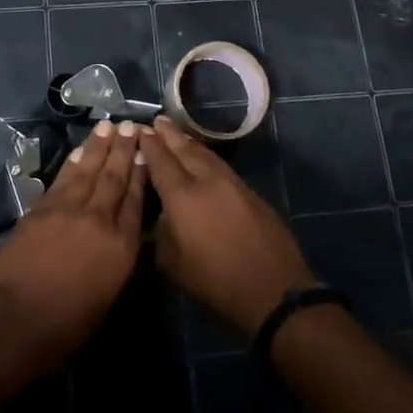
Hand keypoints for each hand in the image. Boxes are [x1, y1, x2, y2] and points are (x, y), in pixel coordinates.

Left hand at [0, 119, 145, 369]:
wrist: (21, 317)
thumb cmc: (70, 321)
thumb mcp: (110, 293)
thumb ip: (120, 257)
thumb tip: (125, 234)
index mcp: (122, 245)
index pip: (136, 199)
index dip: (141, 172)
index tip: (146, 150)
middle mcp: (99, 219)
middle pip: (115, 177)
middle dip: (124, 149)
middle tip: (130, 125)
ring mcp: (69, 209)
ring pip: (88, 170)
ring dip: (99, 146)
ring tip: (108, 126)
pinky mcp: (43, 208)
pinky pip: (63, 178)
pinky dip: (73, 162)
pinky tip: (80, 152)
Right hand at [139, 116, 317, 338]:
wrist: (274, 292)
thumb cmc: (216, 284)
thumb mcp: (174, 266)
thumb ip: (160, 235)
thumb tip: (157, 217)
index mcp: (183, 197)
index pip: (160, 161)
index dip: (148, 144)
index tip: (138, 130)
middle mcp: (207, 180)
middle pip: (184, 149)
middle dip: (168, 134)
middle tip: (156, 120)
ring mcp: (232, 184)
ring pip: (206, 154)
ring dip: (188, 141)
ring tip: (176, 133)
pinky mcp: (250, 192)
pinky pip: (221, 165)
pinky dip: (207, 156)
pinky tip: (203, 158)